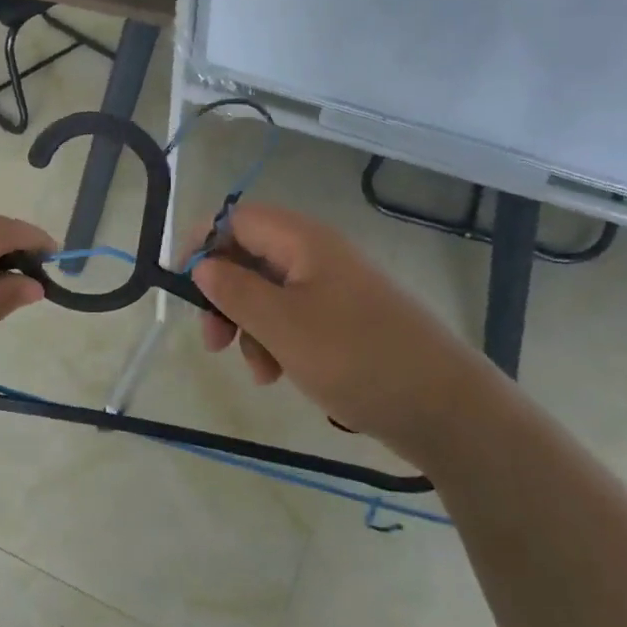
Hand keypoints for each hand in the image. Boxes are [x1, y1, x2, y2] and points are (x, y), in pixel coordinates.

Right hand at [191, 203, 500, 466]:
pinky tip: (280, 374)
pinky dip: (277, 341)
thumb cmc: (355, 357)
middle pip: (250, 257)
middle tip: (213, 341)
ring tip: (258, 370)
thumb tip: (202, 266)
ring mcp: (335, 289)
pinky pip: (295, 318)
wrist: (445, 408)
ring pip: (269, 293)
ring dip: (250, 327)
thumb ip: (233, 290)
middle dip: (224, 297)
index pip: (236, 218)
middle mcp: (318, 255)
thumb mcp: (281, 324)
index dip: (203, 243)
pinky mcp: (346, 321)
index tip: (182, 284)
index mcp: (303, 241)